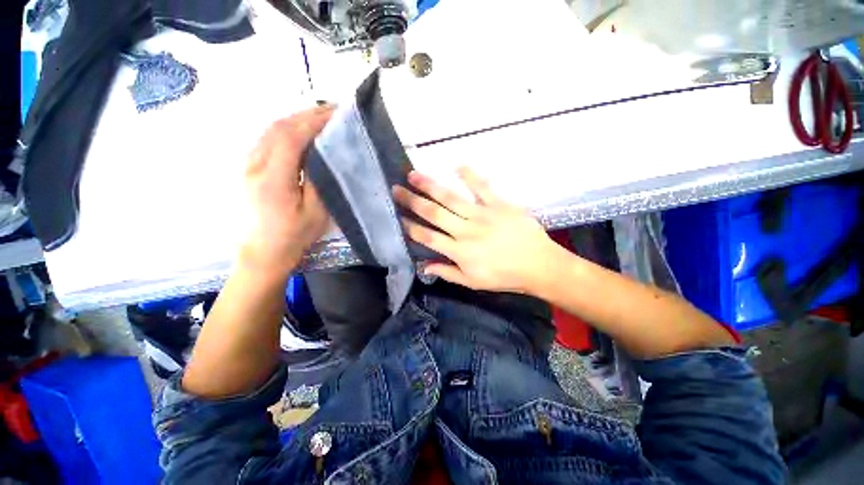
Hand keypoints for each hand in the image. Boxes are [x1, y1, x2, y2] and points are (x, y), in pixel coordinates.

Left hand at [240, 106, 333, 276]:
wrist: (261, 253)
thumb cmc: (292, 237)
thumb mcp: (315, 214)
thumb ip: (318, 182)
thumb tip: (322, 155)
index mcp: (272, 179)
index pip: (291, 138)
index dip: (313, 122)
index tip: (336, 115)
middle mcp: (254, 165)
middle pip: (278, 128)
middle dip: (306, 115)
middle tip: (333, 112)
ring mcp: (247, 165)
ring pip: (270, 131)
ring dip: (296, 119)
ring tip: (320, 118)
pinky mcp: (248, 168)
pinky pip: (267, 140)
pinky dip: (286, 129)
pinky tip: (301, 132)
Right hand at [393, 167, 560, 293]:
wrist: (539, 265)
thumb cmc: (505, 277)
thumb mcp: (473, 282)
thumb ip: (447, 272)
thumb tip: (424, 266)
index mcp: (459, 252)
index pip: (428, 237)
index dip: (411, 227)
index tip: (397, 217)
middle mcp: (466, 231)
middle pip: (434, 214)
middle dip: (412, 201)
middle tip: (396, 189)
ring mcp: (482, 215)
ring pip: (451, 198)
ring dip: (430, 186)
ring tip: (413, 174)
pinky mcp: (499, 205)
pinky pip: (482, 187)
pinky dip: (470, 175)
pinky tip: (457, 164)